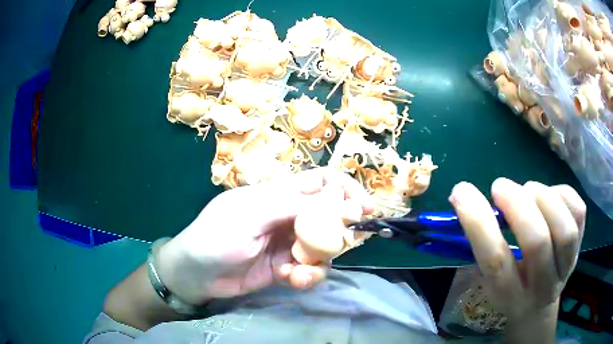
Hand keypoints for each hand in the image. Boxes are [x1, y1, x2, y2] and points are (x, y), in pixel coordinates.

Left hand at [156, 167, 373, 304]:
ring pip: (324, 246)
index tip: (364, 208)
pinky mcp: (287, 267)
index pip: (321, 182)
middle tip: (336, 246)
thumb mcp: (251, 214)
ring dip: (320, 260)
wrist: (196, 274)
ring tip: (301, 271)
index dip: (345, 190)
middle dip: (338, 231)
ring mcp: (289, 243)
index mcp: (280, 194)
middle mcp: (289, 216)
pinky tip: (293, 280)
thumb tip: (336, 199)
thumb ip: (292, 205)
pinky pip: (311, 269)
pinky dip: (309, 275)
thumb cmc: (217, 235)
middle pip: (329, 216)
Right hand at [450, 178, 585, 342]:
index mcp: (510, 294)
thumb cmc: (510, 285)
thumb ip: (482, 241)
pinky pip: (578, 212)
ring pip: (564, 229)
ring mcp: (566, 266)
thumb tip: (463, 196)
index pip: (496, 261)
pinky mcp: (581, 246)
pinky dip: (562, 194)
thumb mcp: (488, 276)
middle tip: (500, 187)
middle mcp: (540, 286)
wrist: (539, 304)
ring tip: (528, 189)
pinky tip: (550, 195)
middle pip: (537, 244)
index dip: (479, 224)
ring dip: (543, 198)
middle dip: (518, 205)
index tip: (462, 192)